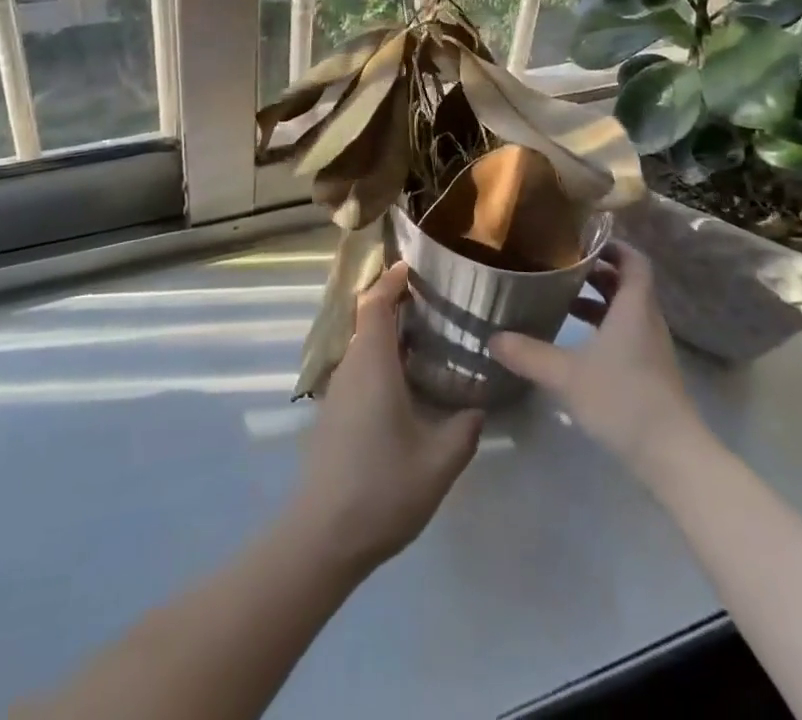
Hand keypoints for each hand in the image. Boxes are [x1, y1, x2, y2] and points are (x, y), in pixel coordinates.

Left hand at [285, 263, 482, 574]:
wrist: (323, 536)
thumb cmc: (382, 490)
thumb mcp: (438, 464)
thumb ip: (463, 431)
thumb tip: (478, 408)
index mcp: (373, 365)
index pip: (376, 304)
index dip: (391, 280)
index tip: (413, 267)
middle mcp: (351, 367)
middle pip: (368, 319)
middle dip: (395, 304)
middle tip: (433, 303)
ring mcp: (338, 390)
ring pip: (362, 345)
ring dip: (388, 333)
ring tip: (426, 339)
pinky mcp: (334, 412)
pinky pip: (358, 367)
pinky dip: (381, 358)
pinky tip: (405, 383)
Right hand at [490, 242, 707, 482]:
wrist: (673, 457)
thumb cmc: (624, 399)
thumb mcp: (567, 374)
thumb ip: (529, 354)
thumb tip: (493, 337)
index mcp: (634, 307)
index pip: (634, 260)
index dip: (612, 245)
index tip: (581, 239)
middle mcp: (647, 321)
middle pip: (627, 283)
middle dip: (596, 271)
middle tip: (560, 265)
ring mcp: (651, 349)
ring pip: (625, 311)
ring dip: (598, 301)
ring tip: (561, 299)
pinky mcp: (649, 373)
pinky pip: (626, 335)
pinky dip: (602, 328)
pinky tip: (575, 344)